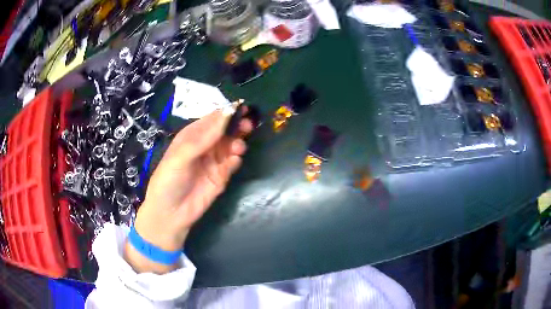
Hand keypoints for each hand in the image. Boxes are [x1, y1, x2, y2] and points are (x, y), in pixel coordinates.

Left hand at [125, 110, 251, 272]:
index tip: (241, 108)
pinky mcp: (221, 176)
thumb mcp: (181, 156)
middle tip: (248, 125)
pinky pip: (232, 163)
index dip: (226, 113)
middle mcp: (204, 146)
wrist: (171, 214)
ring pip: (231, 146)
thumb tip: (226, 115)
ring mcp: (214, 161)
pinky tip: (234, 161)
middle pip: (225, 131)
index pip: (212, 120)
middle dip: (237, 126)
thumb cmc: (169, 180)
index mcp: (192, 136)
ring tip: (238, 148)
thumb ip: (203, 137)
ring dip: (237, 143)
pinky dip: (235, 160)